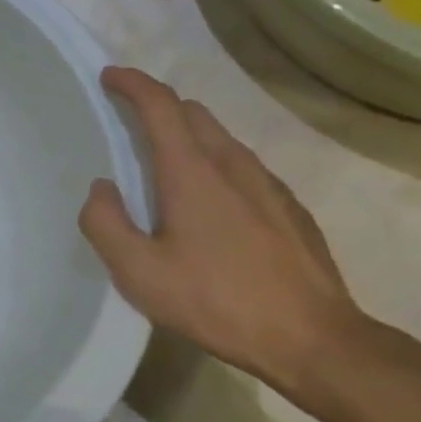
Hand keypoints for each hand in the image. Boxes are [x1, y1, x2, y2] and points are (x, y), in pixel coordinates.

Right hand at [79, 67, 364, 395]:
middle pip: (193, 112)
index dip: (131, 83)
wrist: (318, 344)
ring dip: (189, 137)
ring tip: (168, 169)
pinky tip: (213, 208)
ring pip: (222, 139)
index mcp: (192, 171)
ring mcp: (269, 185)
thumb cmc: (218, 302)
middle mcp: (232, 164)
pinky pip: (245, 168)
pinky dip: (218, 166)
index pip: (160, 104)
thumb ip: (105, 223)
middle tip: (130, 124)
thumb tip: (102, 189)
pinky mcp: (291, 210)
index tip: (109, 76)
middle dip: (159, 107)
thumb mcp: (139, 273)